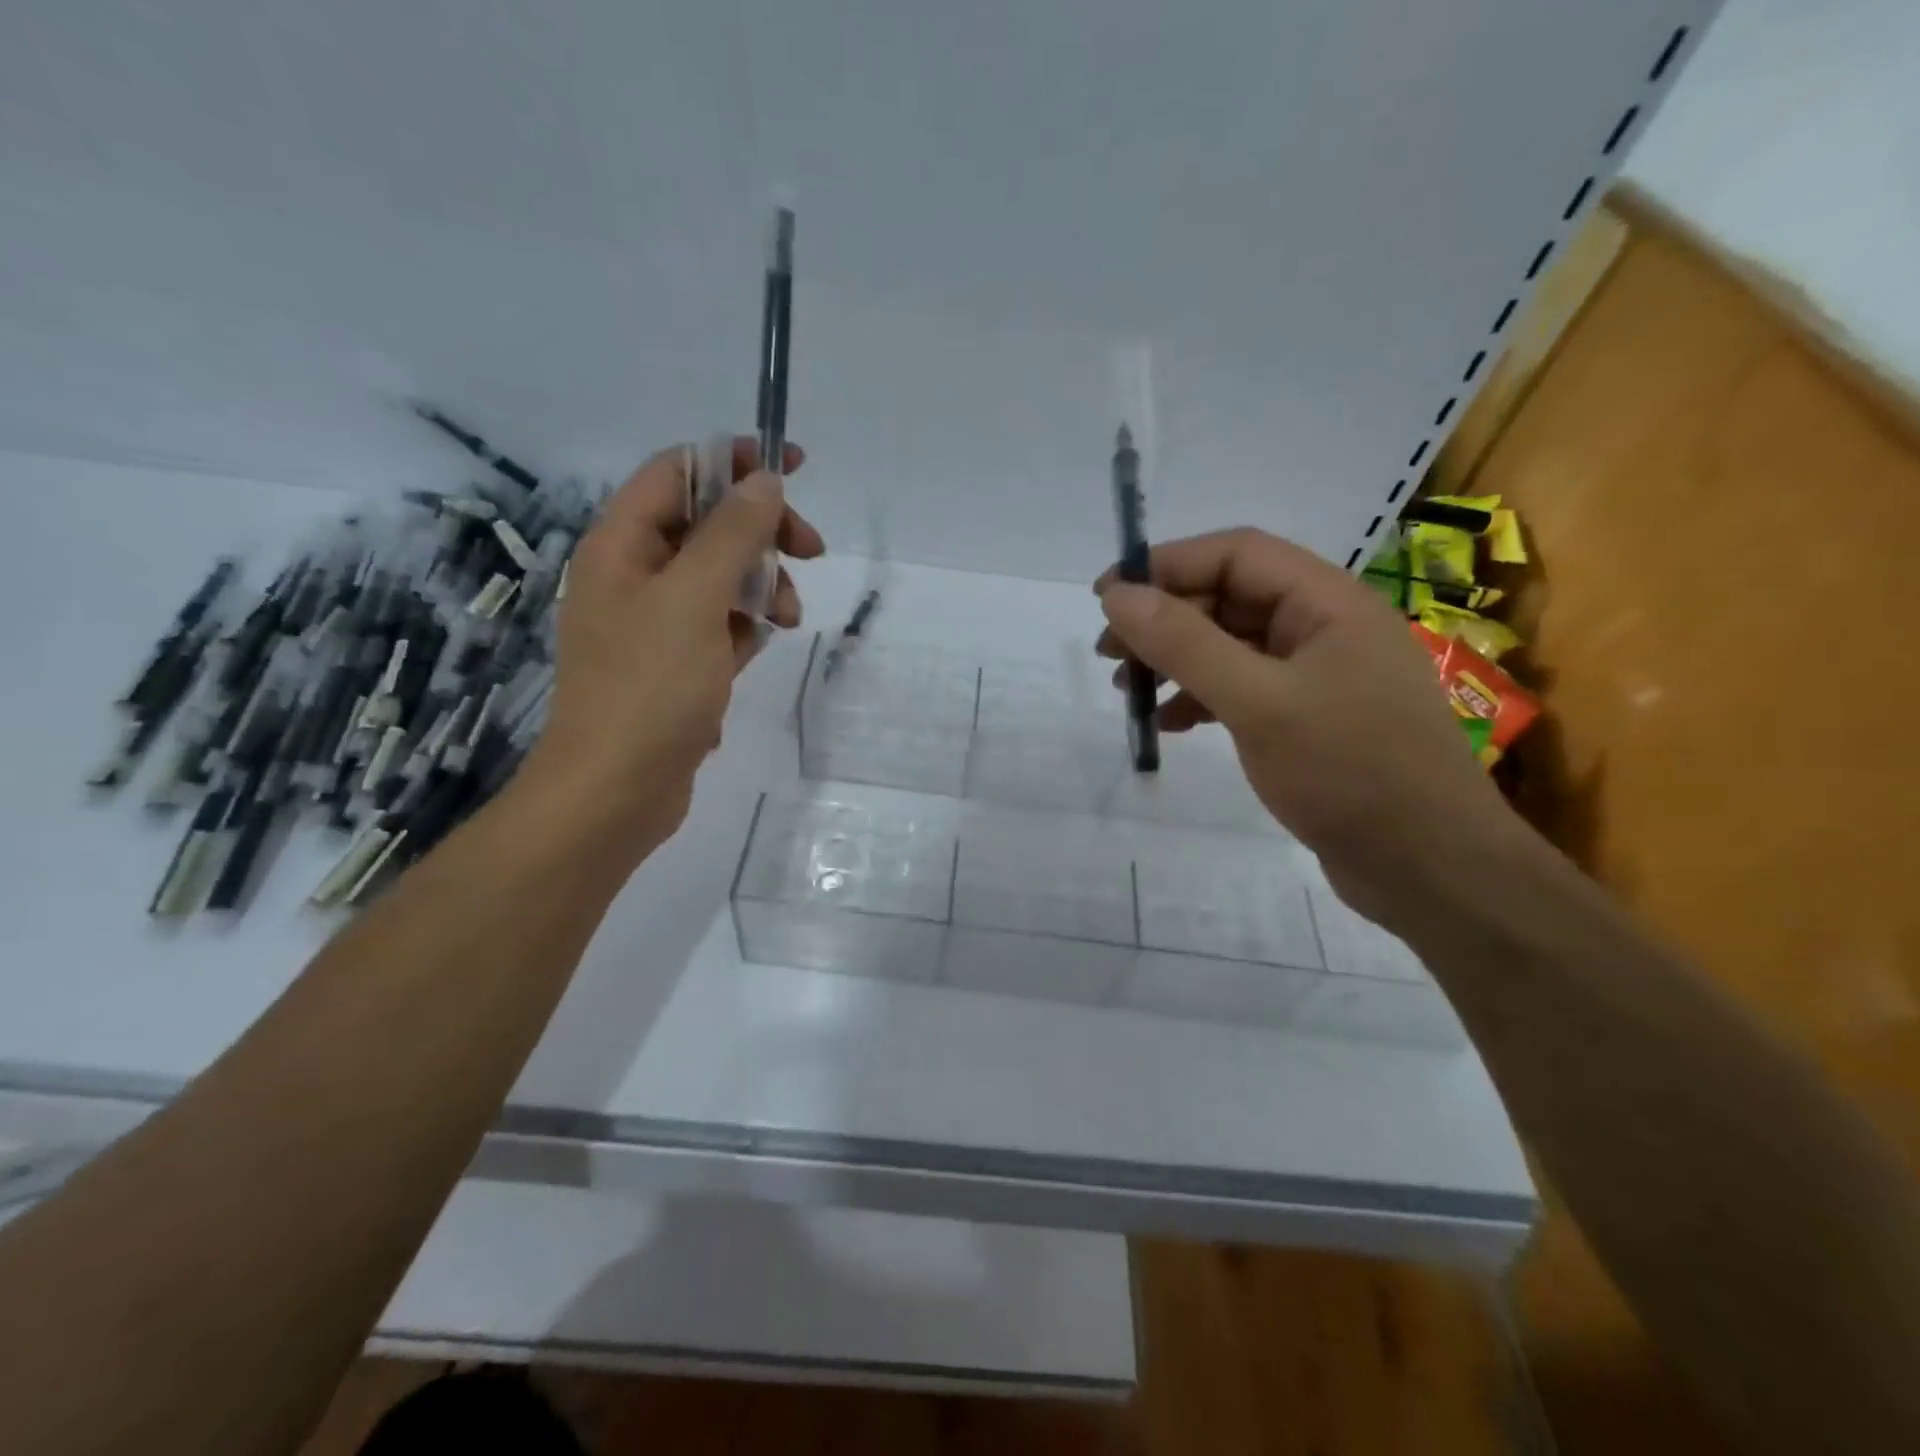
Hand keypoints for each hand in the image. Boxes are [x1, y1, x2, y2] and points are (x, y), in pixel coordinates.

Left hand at [518, 438, 823, 861]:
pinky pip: (719, 622)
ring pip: (720, 576)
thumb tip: (764, 481)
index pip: (678, 472)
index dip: (734, 460)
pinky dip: (746, 623)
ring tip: (786, 619)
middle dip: (760, 531)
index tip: (792, 467)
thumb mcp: (695, 599)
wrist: (617, 789)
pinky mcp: (675, 662)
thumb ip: (732, 534)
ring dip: (761, 584)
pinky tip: (762, 645)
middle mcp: (633, 574)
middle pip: (706, 523)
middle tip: (811, 550)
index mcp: (621, 545)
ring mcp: (654, 621)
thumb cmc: (649, 687)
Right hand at [1095, 528, 1512, 920]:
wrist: (1429, 868)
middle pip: (1230, 598)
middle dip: (1165, 618)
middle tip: (1109, 652)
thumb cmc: (1349, 771)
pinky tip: (1170, 724)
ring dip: (1176, 660)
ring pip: (1232, 646)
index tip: (1107, 595)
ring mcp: (1319, 676)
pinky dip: (1200, 698)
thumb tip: (1118, 596)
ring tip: (1127, 690)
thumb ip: (1185, 644)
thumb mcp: (1257, 702)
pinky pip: (1243, 689)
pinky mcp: (1309, 719)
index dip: (1166, 564)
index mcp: (1328, 602)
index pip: (1236, 553)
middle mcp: (1325, 627)